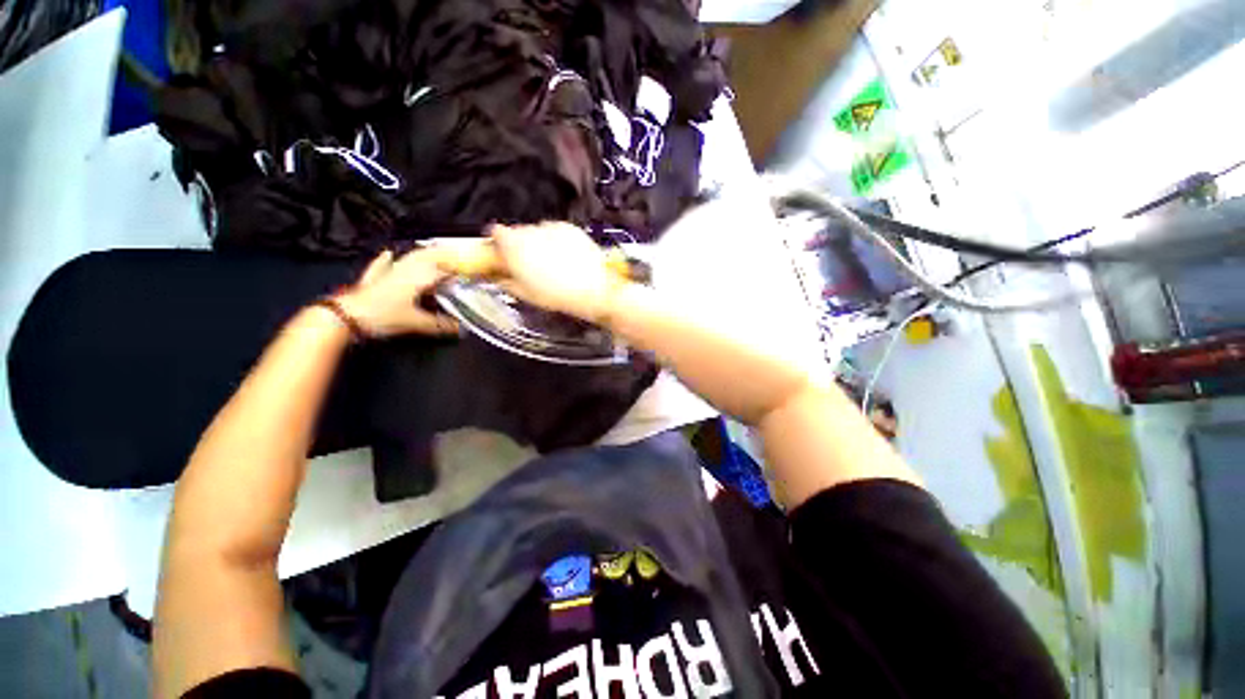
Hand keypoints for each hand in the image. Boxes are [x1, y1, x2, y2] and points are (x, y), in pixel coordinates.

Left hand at [335, 249, 459, 338]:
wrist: (345, 316)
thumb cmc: (384, 316)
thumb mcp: (416, 322)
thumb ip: (440, 325)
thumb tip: (462, 329)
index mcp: (417, 278)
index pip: (442, 269)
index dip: (458, 268)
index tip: (472, 268)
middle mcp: (404, 270)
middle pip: (426, 257)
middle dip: (442, 255)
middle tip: (456, 255)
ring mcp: (387, 273)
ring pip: (407, 259)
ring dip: (421, 255)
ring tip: (433, 252)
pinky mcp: (373, 279)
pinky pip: (382, 265)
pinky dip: (387, 259)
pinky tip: (389, 254)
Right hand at [489, 222, 621, 322]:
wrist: (592, 289)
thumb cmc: (558, 294)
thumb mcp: (524, 293)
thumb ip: (504, 281)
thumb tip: (498, 277)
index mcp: (514, 246)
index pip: (495, 232)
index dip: (497, 243)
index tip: (501, 253)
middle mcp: (530, 232)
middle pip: (517, 232)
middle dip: (520, 245)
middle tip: (529, 265)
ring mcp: (551, 228)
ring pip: (538, 231)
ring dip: (540, 243)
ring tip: (551, 264)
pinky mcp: (569, 228)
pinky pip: (556, 231)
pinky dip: (557, 241)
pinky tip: (565, 259)